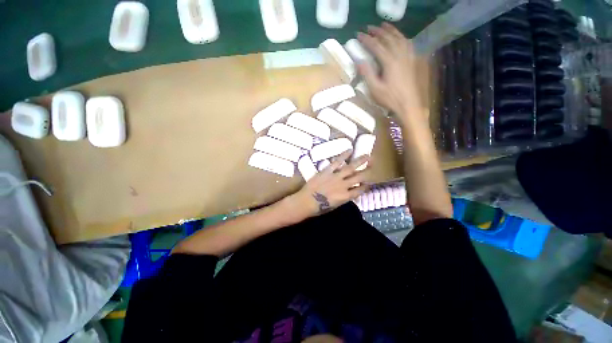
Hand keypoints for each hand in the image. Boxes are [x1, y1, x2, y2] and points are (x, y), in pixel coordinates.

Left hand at [288, 151, 369, 218]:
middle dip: (367, 171)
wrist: (306, 201)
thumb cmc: (318, 208)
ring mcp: (336, 177)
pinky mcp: (327, 171)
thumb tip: (348, 194)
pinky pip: (337, 162)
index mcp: (345, 197)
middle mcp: (344, 186)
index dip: (366, 186)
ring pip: (350, 168)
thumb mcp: (334, 206)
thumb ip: (343, 199)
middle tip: (374, 164)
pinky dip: (343, 156)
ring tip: (367, 155)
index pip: (360, 190)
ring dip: (360, 161)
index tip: (369, 182)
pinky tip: (350, 150)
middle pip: (359, 177)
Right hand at [357, 23, 426, 124]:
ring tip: (383, 26)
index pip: (376, 46)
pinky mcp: (412, 60)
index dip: (367, 39)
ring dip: (390, 30)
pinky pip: (407, 43)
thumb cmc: (390, 98)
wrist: (408, 104)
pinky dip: (402, 37)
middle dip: (378, 31)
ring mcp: (408, 56)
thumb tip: (359, 61)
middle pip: (388, 38)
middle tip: (369, 27)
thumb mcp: (375, 89)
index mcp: (389, 61)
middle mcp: (399, 55)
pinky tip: (399, 37)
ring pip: (399, 38)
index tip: (359, 35)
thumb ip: (367, 74)